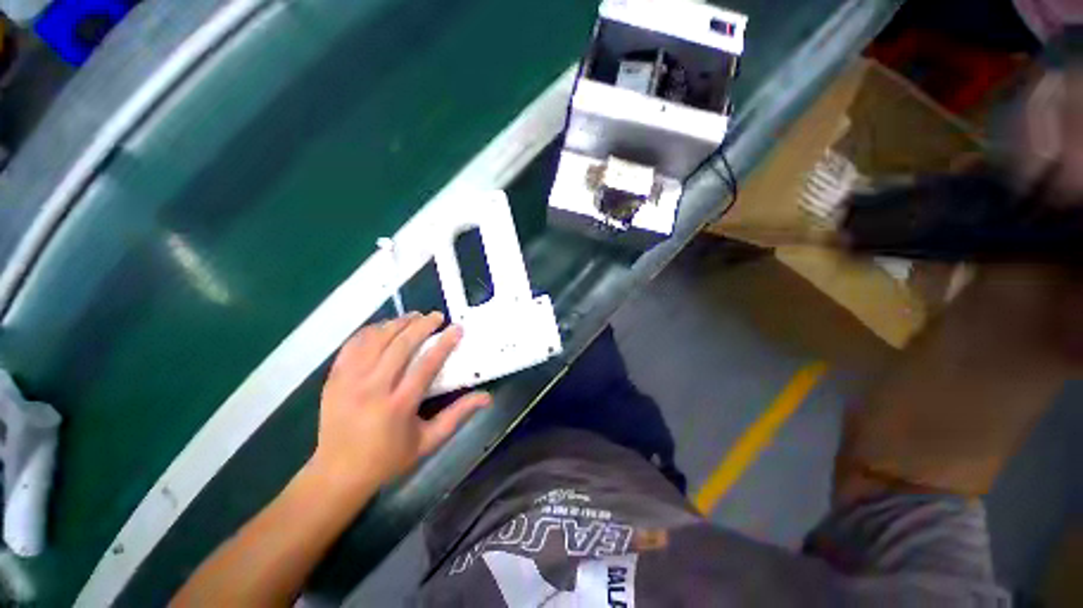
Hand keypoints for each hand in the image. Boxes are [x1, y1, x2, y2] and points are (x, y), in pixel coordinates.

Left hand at [310, 312, 491, 493]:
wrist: (336, 474)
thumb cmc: (388, 459)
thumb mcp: (428, 441)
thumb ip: (458, 415)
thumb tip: (486, 397)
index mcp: (399, 405)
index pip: (426, 364)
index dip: (444, 343)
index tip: (457, 328)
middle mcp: (373, 388)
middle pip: (400, 345)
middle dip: (422, 325)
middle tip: (437, 316)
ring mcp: (349, 381)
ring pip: (375, 339)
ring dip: (397, 323)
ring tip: (414, 316)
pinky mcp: (334, 378)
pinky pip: (352, 345)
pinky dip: (370, 331)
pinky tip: (384, 327)